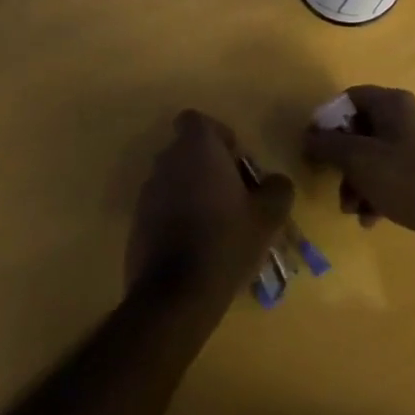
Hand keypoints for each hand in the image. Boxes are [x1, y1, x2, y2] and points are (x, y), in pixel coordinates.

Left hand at [126, 110, 293, 309]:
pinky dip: (178, 215)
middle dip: (209, 166)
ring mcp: (147, 192)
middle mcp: (166, 161)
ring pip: (175, 178)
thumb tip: (275, 181)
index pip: (197, 120)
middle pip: (187, 150)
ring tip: (219, 224)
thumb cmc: (225, 240)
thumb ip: (278, 188)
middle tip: (235, 195)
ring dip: (194, 191)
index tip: (236, 161)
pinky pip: (162, 206)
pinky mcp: (136, 222)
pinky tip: (198, 245)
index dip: (218, 135)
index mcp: (196, 148)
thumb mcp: (268, 215)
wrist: (175, 295)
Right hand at [303, 86, 414, 259]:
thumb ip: (328, 145)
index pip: (349, 98)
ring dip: (357, 183)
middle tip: (334, 185)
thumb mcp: (359, 160)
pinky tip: (372, 219)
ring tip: (353, 211)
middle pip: (360, 130)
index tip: (313, 147)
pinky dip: (378, 193)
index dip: (327, 120)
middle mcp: (406, 117)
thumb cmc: (408, 178)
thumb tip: (308, 136)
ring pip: (374, 157)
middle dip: (343, 161)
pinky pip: (392, 175)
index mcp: (392, 103)